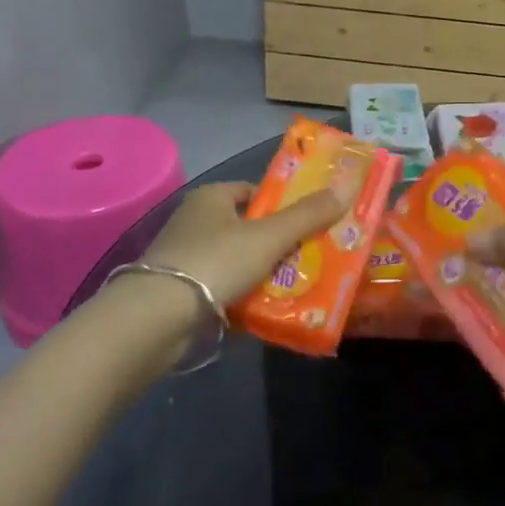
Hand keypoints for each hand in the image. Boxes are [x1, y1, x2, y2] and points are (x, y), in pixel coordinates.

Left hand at [142, 181, 343, 305]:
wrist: (156, 318)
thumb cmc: (215, 261)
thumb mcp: (269, 236)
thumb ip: (307, 215)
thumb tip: (347, 187)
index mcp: (211, 198)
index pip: (253, 192)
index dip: (282, 204)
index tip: (309, 221)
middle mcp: (194, 222)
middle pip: (248, 227)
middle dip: (278, 241)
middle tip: (311, 254)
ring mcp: (184, 258)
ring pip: (237, 260)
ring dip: (263, 271)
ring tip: (297, 284)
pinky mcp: (179, 292)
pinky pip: (223, 287)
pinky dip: (244, 295)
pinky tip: (266, 307)